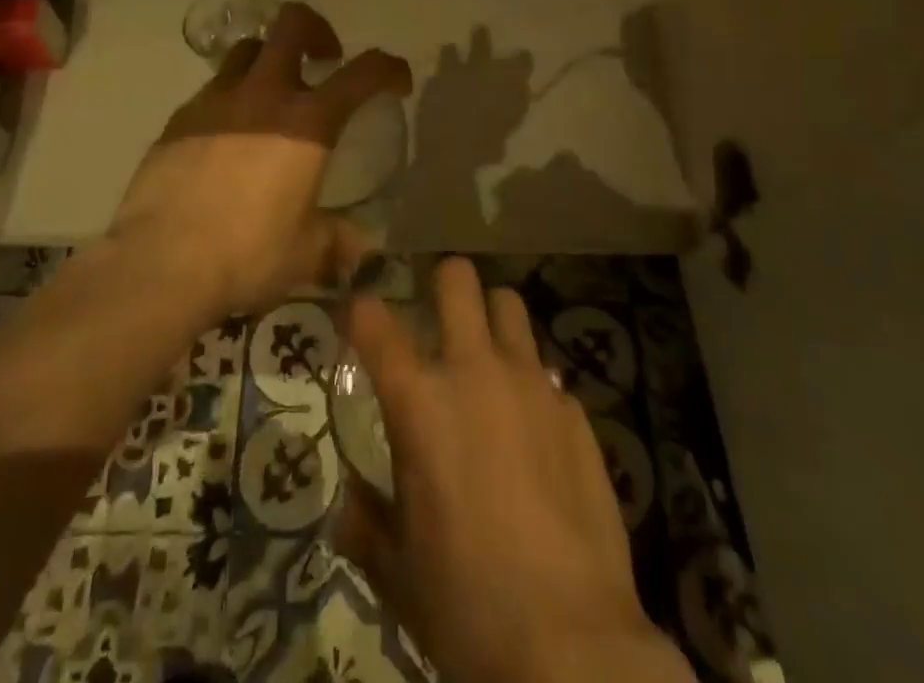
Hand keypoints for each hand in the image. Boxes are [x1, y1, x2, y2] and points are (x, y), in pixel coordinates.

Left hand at [109, 2, 411, 319]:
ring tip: (272, 95)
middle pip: (292, 24)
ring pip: (248, 49)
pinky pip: (214, 90)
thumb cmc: (246, 254)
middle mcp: (263, 95)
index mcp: (307, 122)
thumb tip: (358, 251)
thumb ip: (336, 243)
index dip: (389, 68)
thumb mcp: (305, 254)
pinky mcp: (180, 118)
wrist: (159, 264)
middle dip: (317, 30)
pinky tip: (228, 138)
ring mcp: (216, 101)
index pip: (363, 72)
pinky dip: (232, 99)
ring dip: (270, 60)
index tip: (395, 83)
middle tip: (324, 60)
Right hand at [337, 258, 692, 682]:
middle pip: (457, 278)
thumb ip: (365, 524)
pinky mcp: (574, 409)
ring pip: (509, 305)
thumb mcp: (397, 572)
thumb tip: (349, 504)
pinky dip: (530, 383)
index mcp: (419, 401)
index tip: (357, 315)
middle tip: (436, 316)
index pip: (374, 320)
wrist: (571, 645)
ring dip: (491, 320)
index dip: (360, 308)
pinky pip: (545, 370)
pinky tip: (532, 429)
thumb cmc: (466, 604)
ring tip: (487, 357)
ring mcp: (531, 383)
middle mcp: (475, 371)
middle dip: (441, 283)